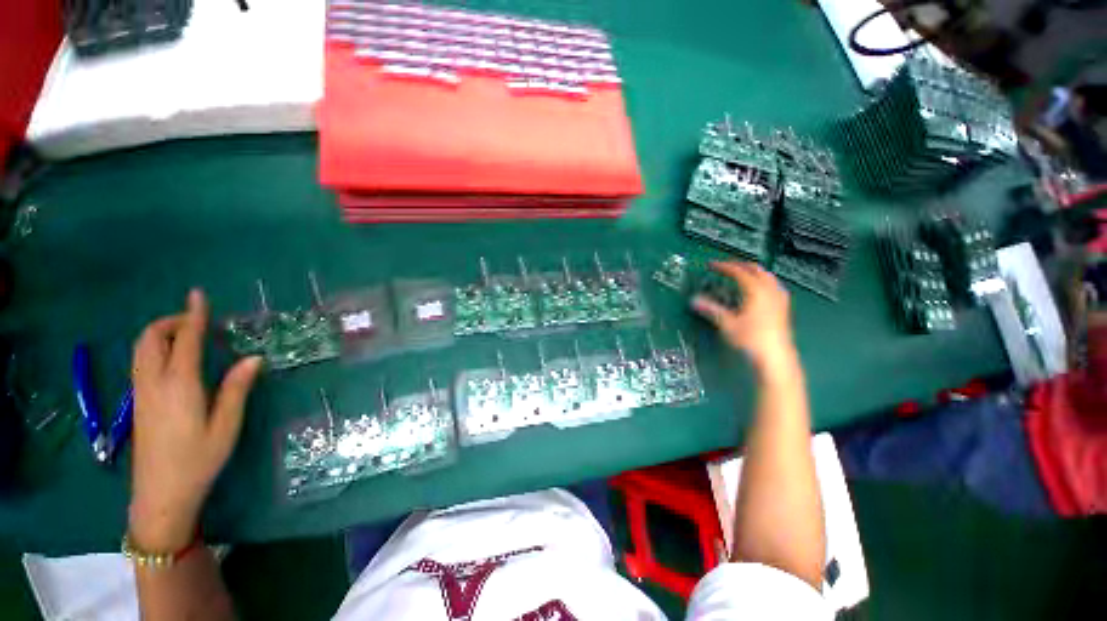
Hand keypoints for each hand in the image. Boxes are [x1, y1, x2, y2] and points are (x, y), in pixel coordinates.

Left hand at [128, 290, 262, 551]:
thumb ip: (236, 389)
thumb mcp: (226, 426)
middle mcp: (154, 383)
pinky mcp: (138, 403)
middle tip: (196, 322)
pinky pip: (141, 363)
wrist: (161, 495)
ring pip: (141, 350)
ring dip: (160, 334)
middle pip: (150, 338)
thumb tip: (254, 358)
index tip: (198, 294)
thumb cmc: (198, 460)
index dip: (193, 315)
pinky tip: (173, 361)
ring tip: (186, 337)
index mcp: (179, 385)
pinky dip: (155, 349)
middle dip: (170, 322)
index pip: (184, 340)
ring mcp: (141, 393)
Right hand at [691, 262, 797, 373]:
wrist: (775, 357)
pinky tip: (759, 290)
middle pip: (756, 270)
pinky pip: (773, 286)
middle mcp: (770, 291)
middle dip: (740, 265)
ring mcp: (779, 299)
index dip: (724, 266)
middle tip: (726, 267)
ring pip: (767, 277)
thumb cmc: (751, 339)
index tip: (712, 265)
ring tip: (742, 275)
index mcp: (756, 291)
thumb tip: (694, 300)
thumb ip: (711, 309)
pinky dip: (763, 282)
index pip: (739, 272)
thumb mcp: (727, 324)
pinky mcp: (783, 308)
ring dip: (753, 272)